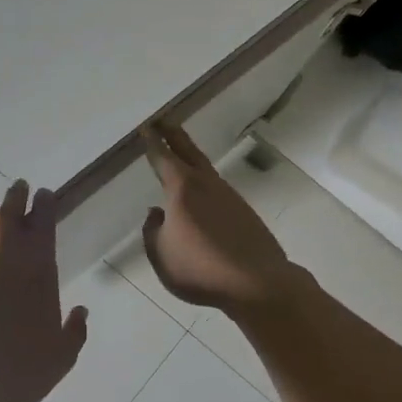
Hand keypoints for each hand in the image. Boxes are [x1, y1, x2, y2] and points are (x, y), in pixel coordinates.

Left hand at [0, 179, 88, 401]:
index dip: (44, 206)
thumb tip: (79, 312)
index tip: (44, 194)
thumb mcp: (61, 357)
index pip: (41, 227)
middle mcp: (2, 264)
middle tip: (18, 187)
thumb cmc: (20, 371)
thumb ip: (74, 331)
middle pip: (5, 217)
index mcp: (35, 274)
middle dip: (13, 198)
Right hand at [140, 122, 295, 314]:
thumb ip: (152, 231)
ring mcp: (228, 195)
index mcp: (182, 189)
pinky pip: (217, 188)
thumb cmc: (200, 269)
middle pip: (188, 151)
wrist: (256, 282)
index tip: (146, 128)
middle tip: (163, 120)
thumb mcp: (161, 254)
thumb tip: (156, 213)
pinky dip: (204, 181)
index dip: (152, 143)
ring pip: (205, 168)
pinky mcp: (243, 211)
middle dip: (173, 134)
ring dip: (190, 156)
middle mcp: (206, 184)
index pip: (162, 158)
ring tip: (180, 153)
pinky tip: (201, 193)